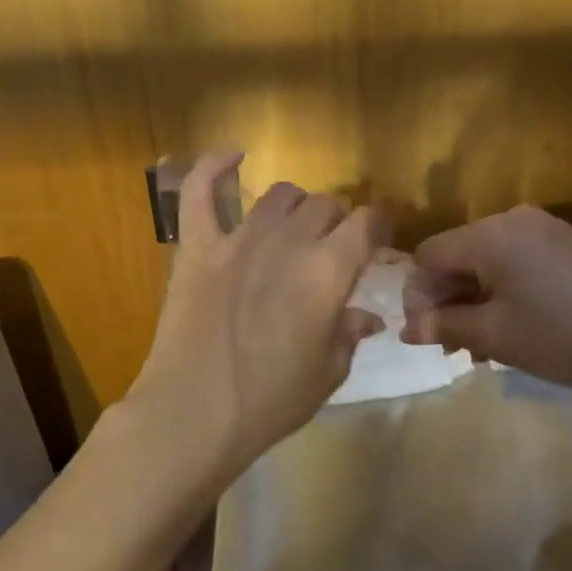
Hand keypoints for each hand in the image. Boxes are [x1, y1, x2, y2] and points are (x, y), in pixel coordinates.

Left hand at [122, 151, 384, 485]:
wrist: (193, 414)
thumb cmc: (270, 402)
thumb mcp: (327, 373)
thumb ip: (349, 333)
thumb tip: (366, 317)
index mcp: (328, 271)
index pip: (368, 223)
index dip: (378, 229)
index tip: (377, 245)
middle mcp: (288, 242)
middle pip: (325, 205)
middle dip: (338, 223)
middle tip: (333, 251)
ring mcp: (237, 239)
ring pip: (279, 195)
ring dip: (296, 207)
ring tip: (294, 228)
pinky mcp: (197, 246)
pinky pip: (199, 191)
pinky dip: (213, 166)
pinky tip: (232, 155)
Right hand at [402, 204, 571, 398]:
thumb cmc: (565, 336)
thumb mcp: (497, 336)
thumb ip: (445, 326)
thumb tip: (405, 328)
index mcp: (489, 235)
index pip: (429, 256)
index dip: (419, 295)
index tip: (430, 334)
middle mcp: (514, 220)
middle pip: (459, 255)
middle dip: (450, 299)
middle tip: (457, 345)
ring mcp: (547, 228)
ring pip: (490, 260)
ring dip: (478, 298)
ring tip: (487, 343)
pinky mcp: (570, 243)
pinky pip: (520, 260)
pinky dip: (508, 289)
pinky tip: (521, 324)